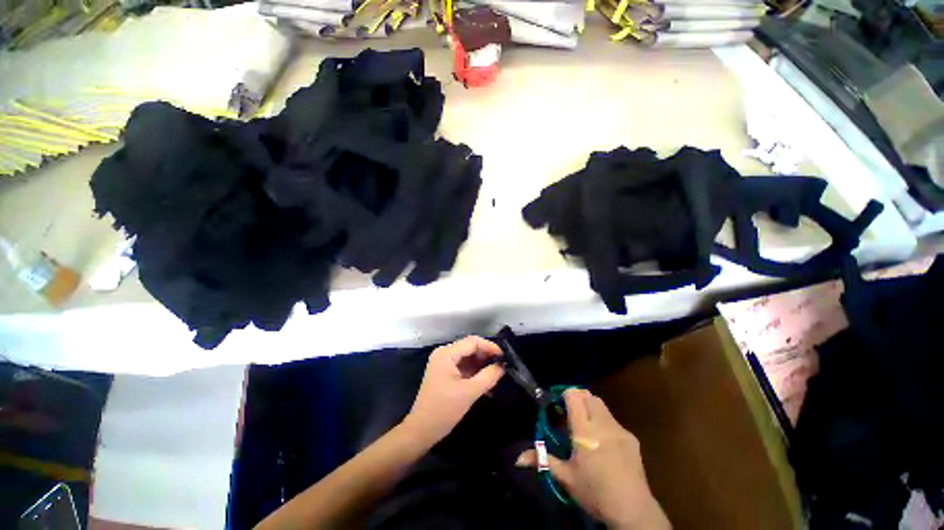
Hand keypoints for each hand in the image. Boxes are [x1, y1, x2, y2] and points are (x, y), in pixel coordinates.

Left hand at [403, 336, 504, 445]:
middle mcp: (444, 354)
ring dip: (482, 366)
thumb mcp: (469, 392)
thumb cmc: (444, 410)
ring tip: (497, 377)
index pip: (473, 342)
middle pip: (470, 348)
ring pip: (468, 358)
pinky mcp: (445, 373)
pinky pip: (464, 367)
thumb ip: (488, 376)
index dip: (490, 347)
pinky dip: (475, 374)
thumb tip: (503, 366)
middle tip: (502, 367)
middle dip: (487, 357)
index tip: (504, 357)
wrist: (421, 431)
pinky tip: (487, 385)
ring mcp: (444, 363)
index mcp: (447, 354)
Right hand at [517, 389, 669, 529]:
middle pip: (588, 396)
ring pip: (601, 405)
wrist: (633, 511)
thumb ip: (542, 460)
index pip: (574, 396)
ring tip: (585, 426)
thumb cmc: (594, 493)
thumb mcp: (565, 477)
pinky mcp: (631, 438)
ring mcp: (619, 429)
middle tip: (569, 414)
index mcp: (584, 430)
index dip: (564, 395)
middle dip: (577, 398)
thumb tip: (518, 458)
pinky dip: (603, 421)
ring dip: (590, 407)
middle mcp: (602, 424)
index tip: (558, 405)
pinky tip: (603, 442)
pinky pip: (613, 420)